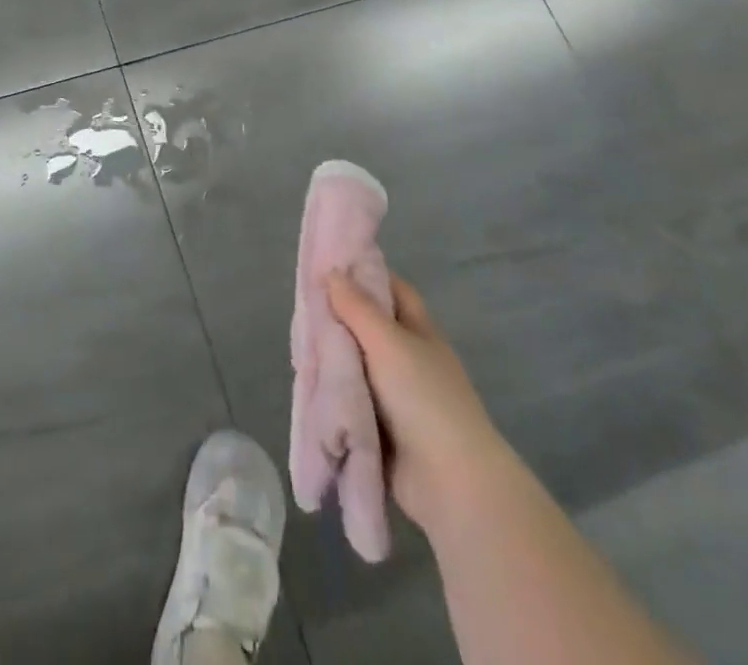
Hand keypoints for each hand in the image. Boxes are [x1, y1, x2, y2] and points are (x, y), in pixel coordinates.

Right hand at [326, 269, 511, 532]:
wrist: (451, 482)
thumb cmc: (424, 397)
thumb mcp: (388, 342)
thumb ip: (357, 307)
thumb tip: (332, 272)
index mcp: (419, 331)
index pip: (391, 288)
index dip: (363, 273)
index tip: (328, 265)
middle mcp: (408, 357)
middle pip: (368, 326)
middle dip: (337, 318)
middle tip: (300, 309)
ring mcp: (396, 395)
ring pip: (356, 364)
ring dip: (332, 358)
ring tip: (297, 347)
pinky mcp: (381, 427)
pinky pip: (351, 399)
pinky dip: (332, 392)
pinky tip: (306, 382)